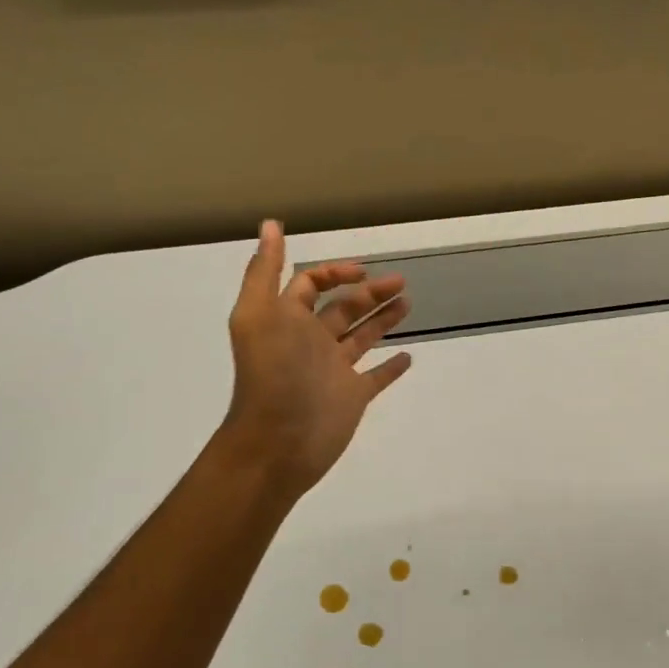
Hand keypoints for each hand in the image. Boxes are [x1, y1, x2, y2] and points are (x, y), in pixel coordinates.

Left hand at [220, 220, 412, 498]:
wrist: (278, 442)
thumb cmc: (272, 374)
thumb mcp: (259, 315)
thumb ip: (265, 271)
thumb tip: (269, 225)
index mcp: (288, 320)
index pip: (310, 285)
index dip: (334, 273)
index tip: (363, 271)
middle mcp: (311, 342)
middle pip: (343, 308)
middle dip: (370, 292)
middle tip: (401, 282)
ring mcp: (333, 371)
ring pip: (362, 337)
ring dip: (383, 319)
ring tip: (409, 303)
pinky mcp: (352, 397)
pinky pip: (376, 377)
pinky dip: (391, 367)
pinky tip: (408, 355)